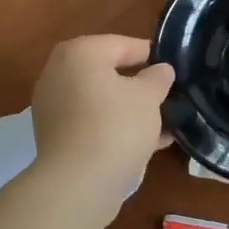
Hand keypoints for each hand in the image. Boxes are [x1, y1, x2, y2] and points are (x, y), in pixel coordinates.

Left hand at [30, 34, 174, 218]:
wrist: (79, 183)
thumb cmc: (116, 125)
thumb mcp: (148, 97)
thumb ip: (157, 78)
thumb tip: (161, 70)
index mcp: (79, 53)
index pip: (123, 45)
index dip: (152, 56)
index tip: (175, 70)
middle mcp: (59, 74)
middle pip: (108, 73)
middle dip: (139, 85)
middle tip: (168, 96)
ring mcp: (54, 107)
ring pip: (101, 101)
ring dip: (129, 110)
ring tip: (163, 122)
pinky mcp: (56, 137)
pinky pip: (93, 123)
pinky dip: (116, 128)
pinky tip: (147, 143)